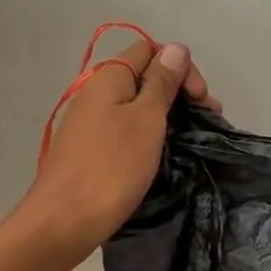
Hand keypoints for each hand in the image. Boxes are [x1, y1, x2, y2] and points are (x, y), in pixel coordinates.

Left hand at [22, 39, 215, 259]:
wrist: (63, 222)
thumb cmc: (111, 167)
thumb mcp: (146, 119)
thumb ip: (161, 82)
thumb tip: (175, 48)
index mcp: (109, 78)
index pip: (150, 51)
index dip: (180, 67)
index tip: (201, 99)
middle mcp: (96, 93)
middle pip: (145, 77)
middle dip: (179, 93)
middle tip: (206, 121)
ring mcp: (91, 123)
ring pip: (138, 106)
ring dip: (168, 116)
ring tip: (192, 139)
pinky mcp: (92, 150)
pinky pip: (127, 130)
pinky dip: (150, 135)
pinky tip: (165, 153)